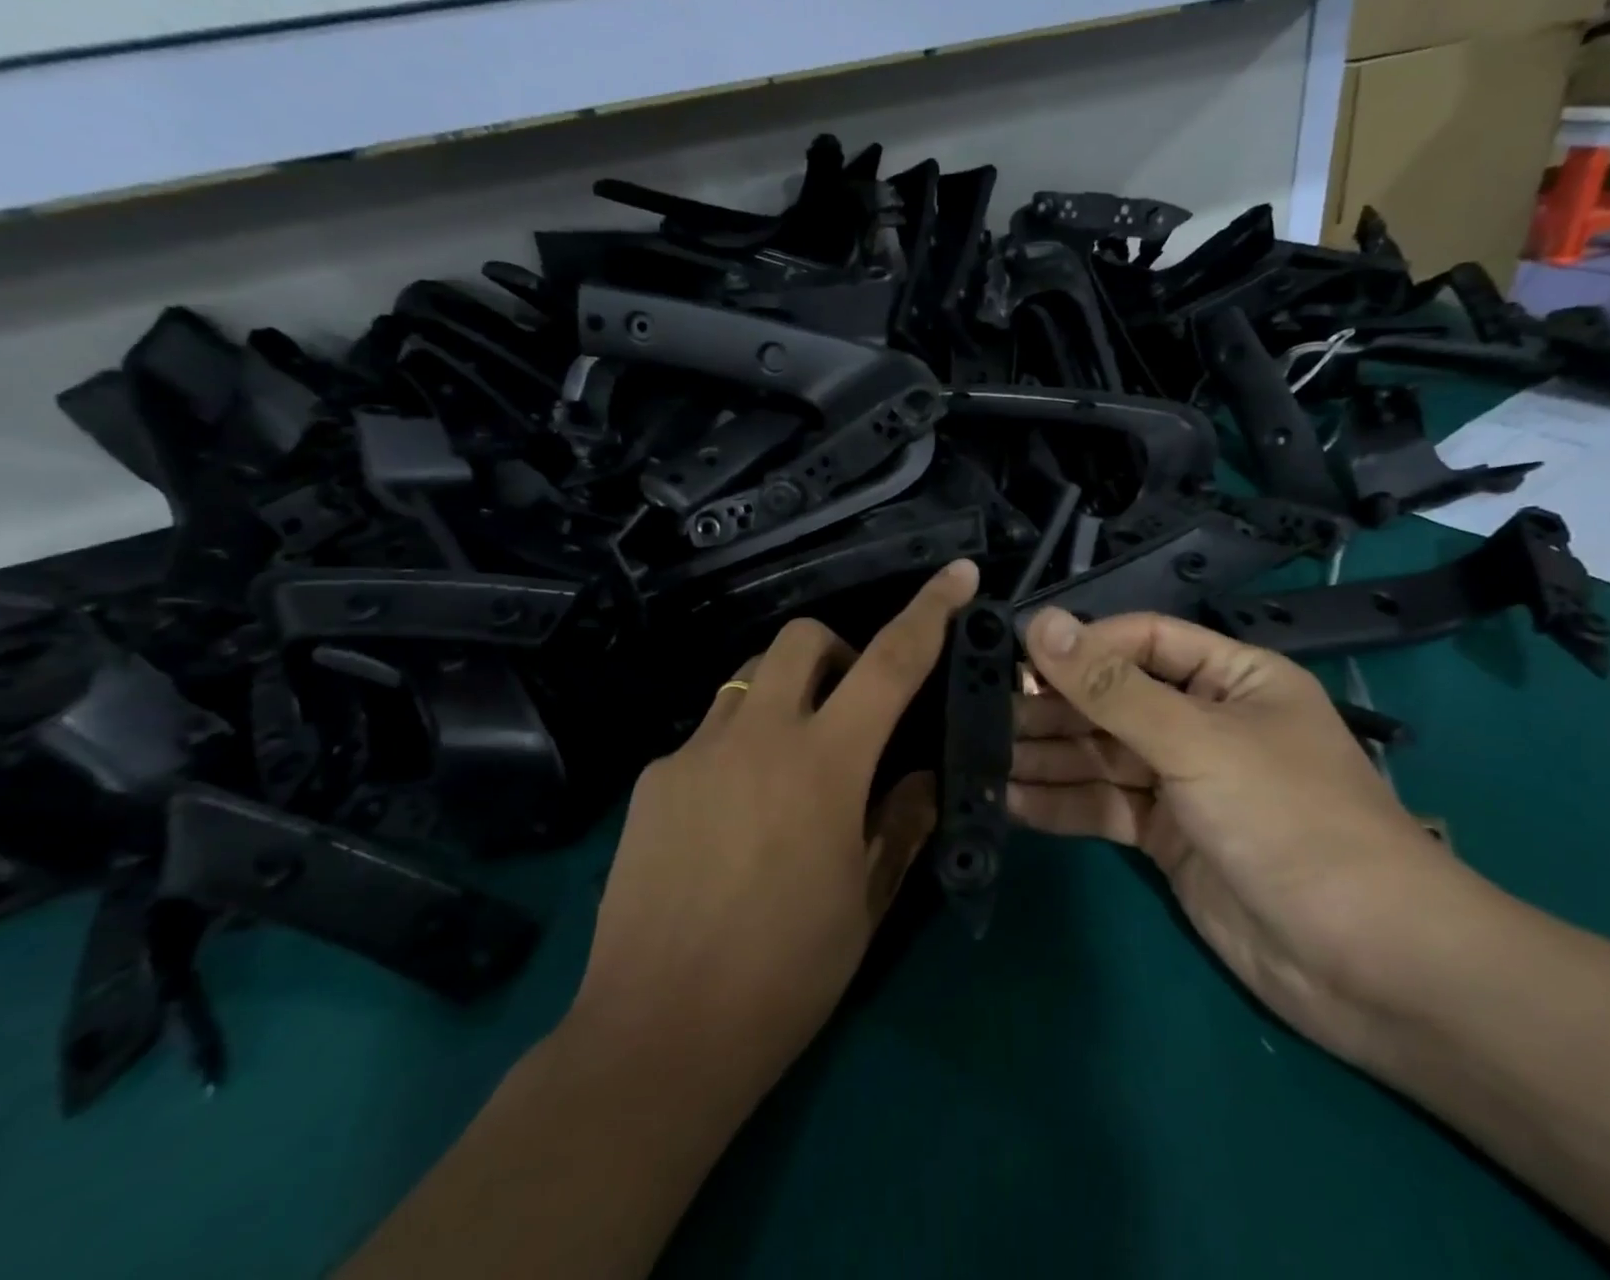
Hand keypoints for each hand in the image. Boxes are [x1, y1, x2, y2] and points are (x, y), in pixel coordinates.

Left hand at [571, 560, 979, 1103]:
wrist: (657, 1035)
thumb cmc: (785, 975)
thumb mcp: (865, 901)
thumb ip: (900, 821)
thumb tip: (919, 773)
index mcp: (824, 764)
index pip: (890, 662)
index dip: (929, 611)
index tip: (956, 573)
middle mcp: (757, 736)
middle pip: (801, 638)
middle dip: (836, 650)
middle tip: (849, 707)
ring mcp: (695, 752)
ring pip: (749, 679)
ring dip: (784, 697)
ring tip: (789, 766)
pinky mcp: (653, 778)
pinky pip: (708, 735)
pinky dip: (737, 750)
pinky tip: (731, 818)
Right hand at [1012, 608, 1477, 1062]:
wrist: (1371, 967)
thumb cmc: (1290, 822)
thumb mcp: (1196, 742)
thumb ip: (1110, 687)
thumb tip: (1040, 623)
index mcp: (1231, 678)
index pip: (1141, 641)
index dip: (1081, 647)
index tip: (1015, 659)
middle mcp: (1204, 722)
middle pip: (1113, 700)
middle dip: (1053, 708)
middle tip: (984, 713)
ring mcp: (1185, 783)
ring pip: (1101, 756)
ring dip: (1046, 758)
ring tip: (983, 757)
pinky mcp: (1168, 837)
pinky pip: (1105, 806)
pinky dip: (1061, 804)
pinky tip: (1010, 802)